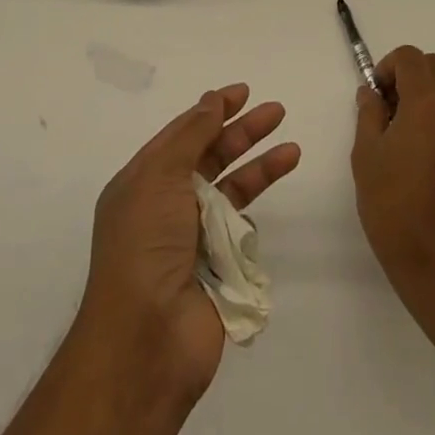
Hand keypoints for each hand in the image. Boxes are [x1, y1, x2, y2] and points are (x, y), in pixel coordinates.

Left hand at [76, 84, 300, 404]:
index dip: (211, 110)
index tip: (242, 93)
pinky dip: (256, 212)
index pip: (181, 135)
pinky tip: (264, 219)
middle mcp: (166, 206)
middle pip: (210, 157)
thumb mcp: (159, 177)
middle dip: (243, 133)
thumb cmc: (145, 247)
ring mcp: (192, 238)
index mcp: (142, 183)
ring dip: (260, 168)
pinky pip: (241, 229)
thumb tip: (210, 101)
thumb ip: (190, 136)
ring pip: (232, 190)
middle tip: (277, 112)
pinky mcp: (218, 268)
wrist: (147, 341)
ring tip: (292, 149)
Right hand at [351, 46, 434, 327]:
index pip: (410, 57)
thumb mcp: (367, 157)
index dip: (387, 67)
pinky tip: (425, 160)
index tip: (374, 97)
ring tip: (403, 138)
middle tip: (387, 111)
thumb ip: (369, 114)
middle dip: (409, 77)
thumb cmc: (397, 208)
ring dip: (427, 99)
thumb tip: (372, 93)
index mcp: (429, 101)